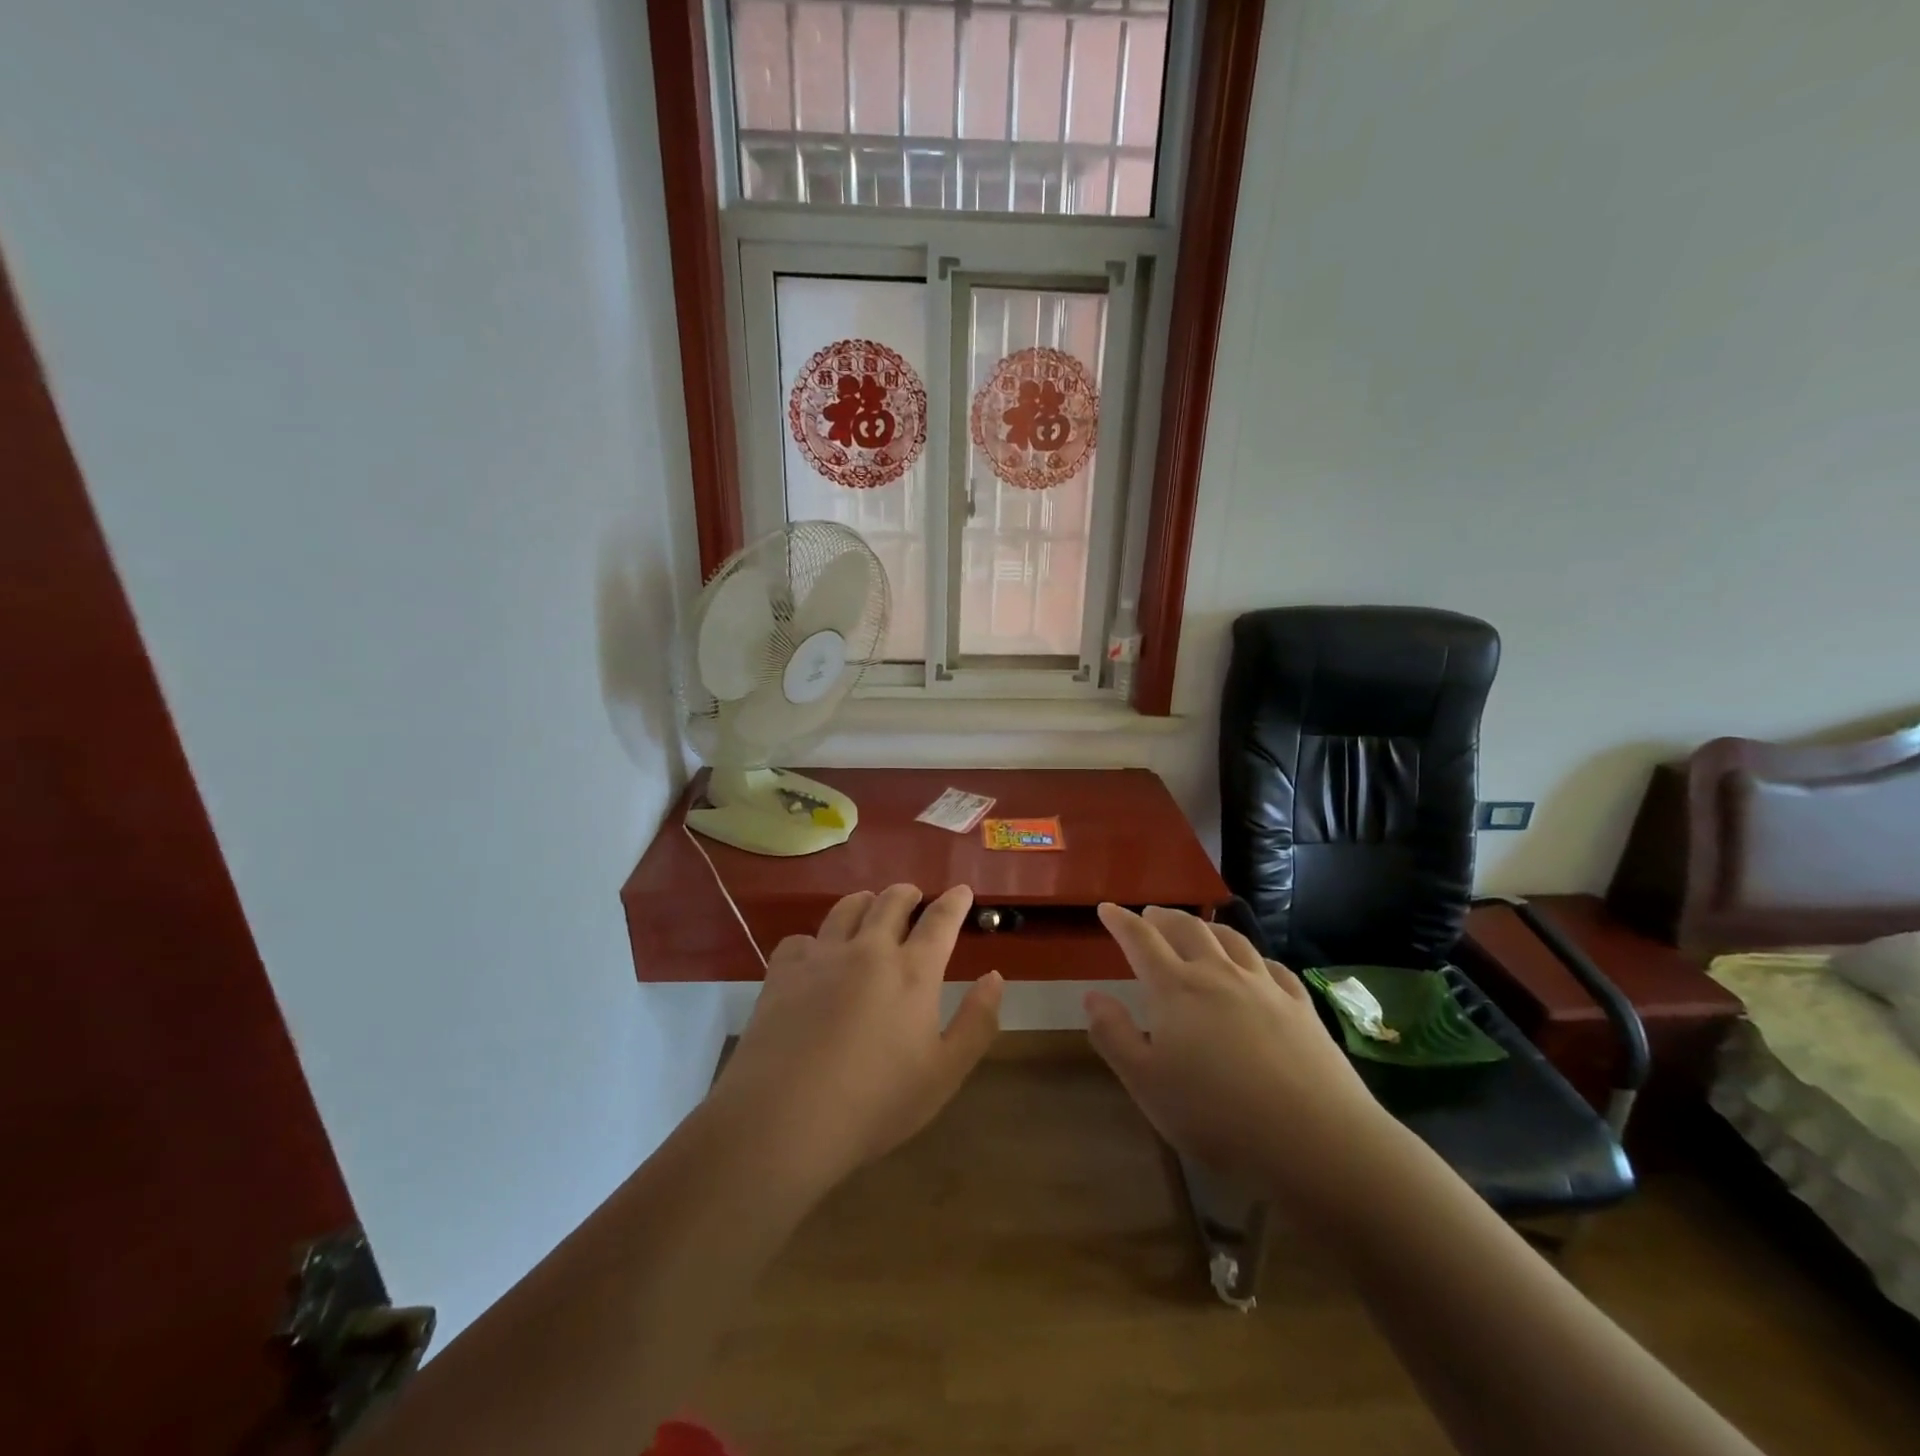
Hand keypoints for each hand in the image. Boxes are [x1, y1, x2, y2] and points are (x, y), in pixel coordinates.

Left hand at [714, 884, 1003, 1188]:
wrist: (784, 1119)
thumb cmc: (875, 1103)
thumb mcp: (944, 1074)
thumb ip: (976, 1022)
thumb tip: (994, 977)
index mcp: (913, 972)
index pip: (940, 920)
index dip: (954, 901)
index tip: (961, 890)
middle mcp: (869, 950)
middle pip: (891, 902)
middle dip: (907, 893)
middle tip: (914, 896)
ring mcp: (822, 956)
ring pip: (847, 908)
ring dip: (865, 901)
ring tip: (869, 907)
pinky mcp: (783, 972)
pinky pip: (802, 938)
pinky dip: (815, 939)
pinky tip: (814, 955)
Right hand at [1085, 904, 1399, 1213]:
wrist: (1316, 1140)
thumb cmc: (1217, 1115)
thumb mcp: (1146, 1084)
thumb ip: (1114, 1036)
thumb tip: (1092, 996)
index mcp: (1176, 989)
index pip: (1141, 940)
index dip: (1121, 921)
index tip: (1107, 908)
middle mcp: (1218, 974)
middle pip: (1187, 929)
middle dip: (1164, 917)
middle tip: (1150, 915)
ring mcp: (1264, 987)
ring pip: (1232, 940)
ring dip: (1208, 928)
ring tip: (1198, 929)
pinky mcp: (1300, 1007)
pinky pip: (1273, 967)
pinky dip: (1254, 957)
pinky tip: (1256, 966)